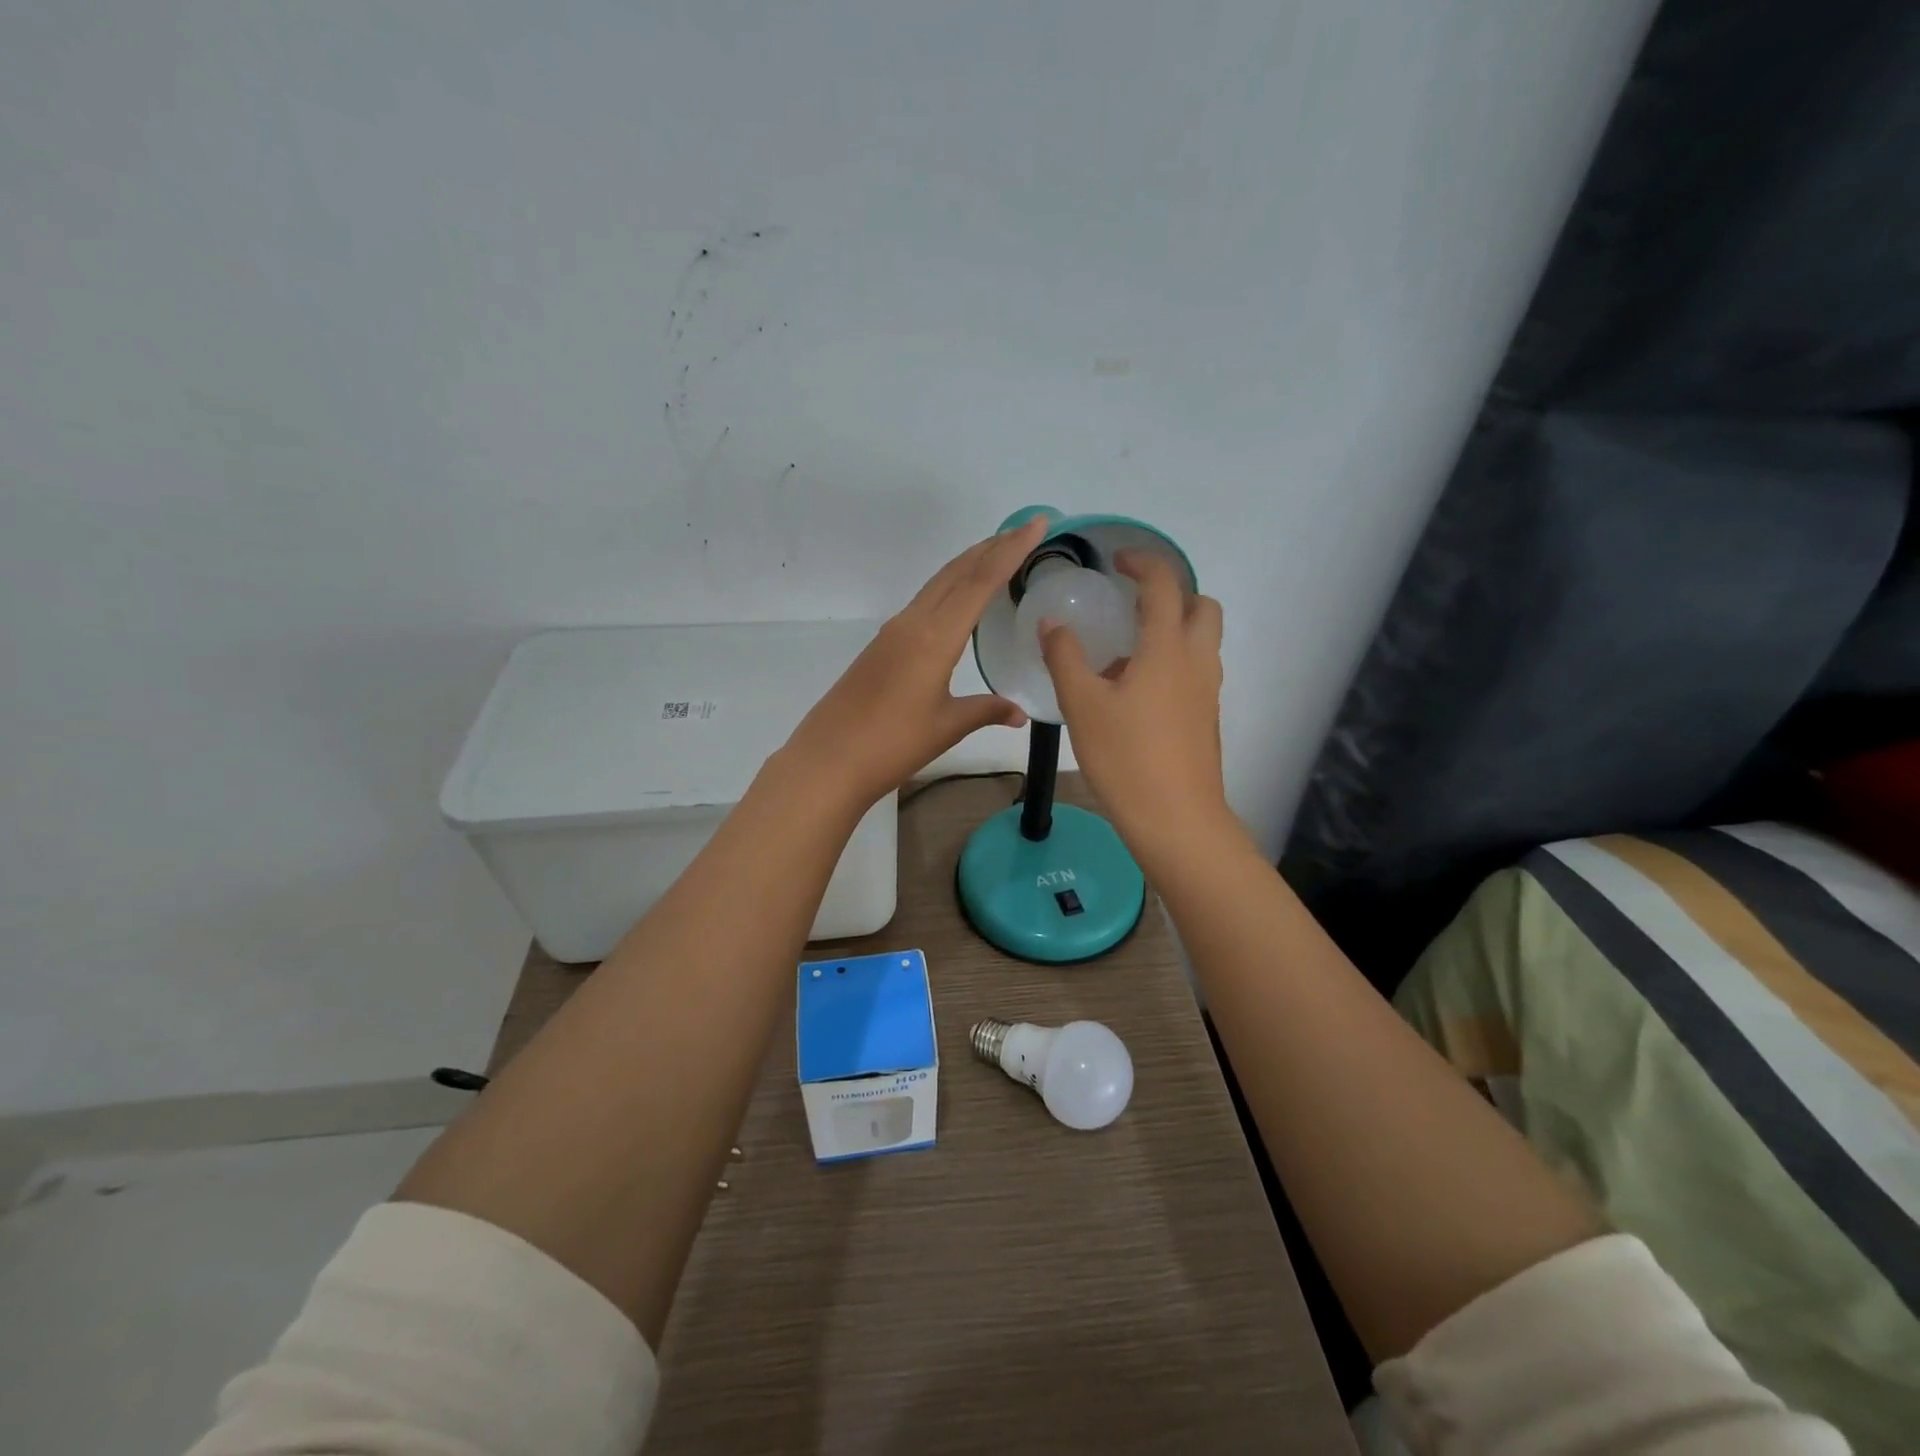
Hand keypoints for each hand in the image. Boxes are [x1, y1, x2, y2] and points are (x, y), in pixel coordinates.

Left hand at [780, 517, 1047, 806]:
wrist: (828, 760)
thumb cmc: (892, 744)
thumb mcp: (946, 727)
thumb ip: (986, 711)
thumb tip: (1020, 712)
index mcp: (935, 637)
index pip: (980, 582)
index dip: (1011, 550)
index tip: (1037, 523)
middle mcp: (913, 623)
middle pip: (956, 572)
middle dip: (992, 547)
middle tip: (1024, 531)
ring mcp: (894, 632)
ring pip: (937, 585)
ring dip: (968, 565)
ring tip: (997, 555)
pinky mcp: (882, 646)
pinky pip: (924, 603)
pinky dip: (950, 589)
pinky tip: (959, 601)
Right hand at [1040, 551, 1233, 859]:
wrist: (1176, 819)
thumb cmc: (1126, 757)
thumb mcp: (1082, 705)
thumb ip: (1065, 657)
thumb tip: (1052, 624)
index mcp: (1167, 649)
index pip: (1164, 585)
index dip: (1142, 562)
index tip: (1116, 560)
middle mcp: (1196, 662)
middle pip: (1202, 606)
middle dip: (1171, 594)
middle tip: (1131, 605)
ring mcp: (1207, 692)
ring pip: (1201, 641)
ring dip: (1171, 630)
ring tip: (1123, 656)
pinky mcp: (1206, 718)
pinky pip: (1194, 671)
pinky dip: (1171, 662)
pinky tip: (1133, 695)